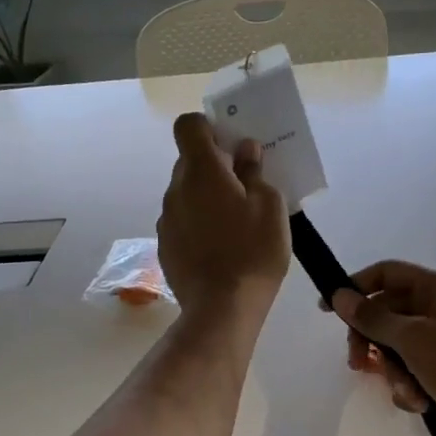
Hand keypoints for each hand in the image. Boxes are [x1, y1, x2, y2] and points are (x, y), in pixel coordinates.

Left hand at [157, 113, 290, 318]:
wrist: (221, 309)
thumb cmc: (253, 252)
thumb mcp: (270, 207)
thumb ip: (255, 173)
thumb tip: (245, 151)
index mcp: (201, 171)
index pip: (188, 126)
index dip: (208, 128)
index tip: (231, 145)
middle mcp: (176, 190)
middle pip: (189, 162)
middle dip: (214, 167)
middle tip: (245, 187)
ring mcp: (166, 220)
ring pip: (185, 194)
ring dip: (206, 198)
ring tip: (235, 224)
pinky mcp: (165, 247)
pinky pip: (182, 222)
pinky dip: (198, 225)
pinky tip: (219, 248)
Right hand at [328, 261, 435, 435]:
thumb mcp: (411, 339)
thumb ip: (372, 317)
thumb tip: (339, 296)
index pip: (388, 273)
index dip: (356, 287)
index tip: (328, 309)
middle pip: (388, 311)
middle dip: (371, 339)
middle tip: (357, 362)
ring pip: (397, 343)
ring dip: (393, 369)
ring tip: (402, 390)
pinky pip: (413, 365)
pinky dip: (409, 383)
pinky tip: (417, 401)